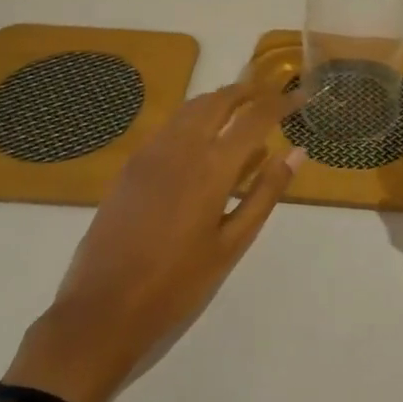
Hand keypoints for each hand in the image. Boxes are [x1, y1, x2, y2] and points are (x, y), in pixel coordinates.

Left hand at [4, 80, 304, 401]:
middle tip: (271, 98)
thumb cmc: (178, 283)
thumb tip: (296, 152)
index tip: (300, 98)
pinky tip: (201, 140)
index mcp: (213, 166)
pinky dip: (193, 118)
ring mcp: (151, 151)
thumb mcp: (232, 243)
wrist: (102, 309)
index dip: (281, 103)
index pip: (255, 117)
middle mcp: (182, 146)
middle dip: (248, 92)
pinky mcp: (132, 164)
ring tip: (241, 113)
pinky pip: (169, 125)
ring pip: (191, 107)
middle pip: (220, 100)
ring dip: (220, 101)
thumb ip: (265, 192)